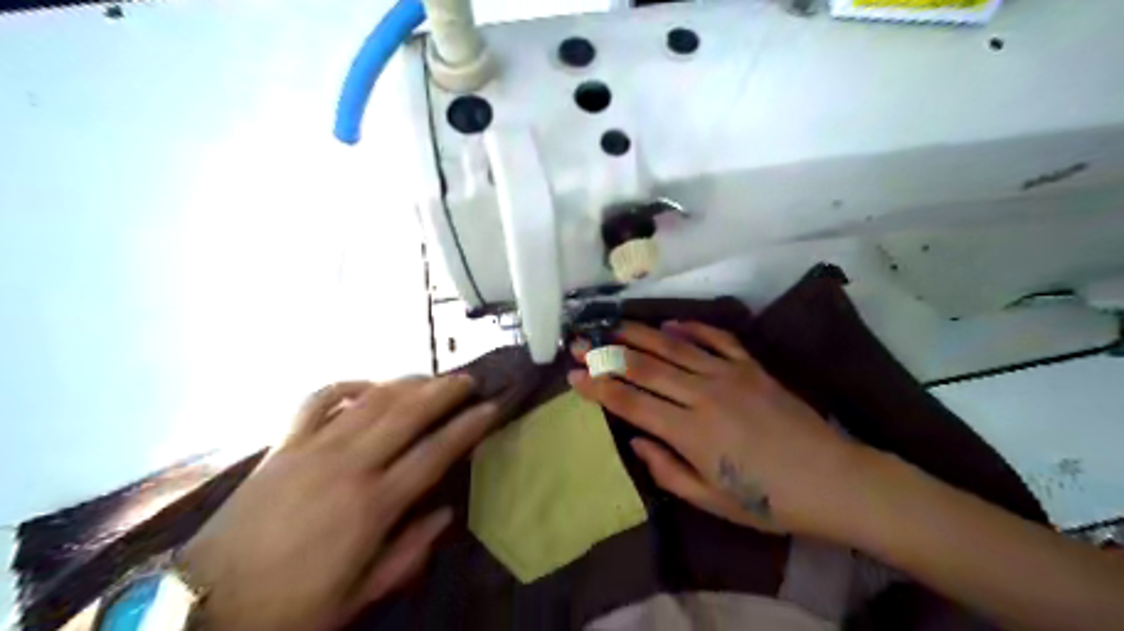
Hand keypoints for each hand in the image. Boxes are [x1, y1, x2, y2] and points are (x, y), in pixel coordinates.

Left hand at [181, 376, 498, 627]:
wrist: (203, 604)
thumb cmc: (290, 607)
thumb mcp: (358, 595)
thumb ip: (409, 552)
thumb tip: (446, 513)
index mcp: (373, 505)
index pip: (435, 452)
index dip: (468, 426)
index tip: (491, 409)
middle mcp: (348, 465)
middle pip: (407, 413)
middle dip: (444, 391)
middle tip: (468, 379)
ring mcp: (312, 449)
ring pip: (370, 400)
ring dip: (405, 383)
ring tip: (430, 378)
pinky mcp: (282, 445)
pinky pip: (317, 401)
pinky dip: (346, 385)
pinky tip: (365, 386)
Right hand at [572, 324, 867, 539]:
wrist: (833, 480)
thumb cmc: (768, 501)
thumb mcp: (710, 500)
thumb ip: (666, 468)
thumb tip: (635, 439)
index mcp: (690, 432)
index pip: (631, 402)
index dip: (598, 387)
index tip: (572, 375)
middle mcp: (703, 395)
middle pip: (645, 367)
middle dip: (606, 353)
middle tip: (580, 342)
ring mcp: (729, 375)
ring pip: (674, 346)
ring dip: (639, 334)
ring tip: (612, 325)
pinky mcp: (752, 367)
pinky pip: (717, 338)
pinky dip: (691, 327)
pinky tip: (670, 321)